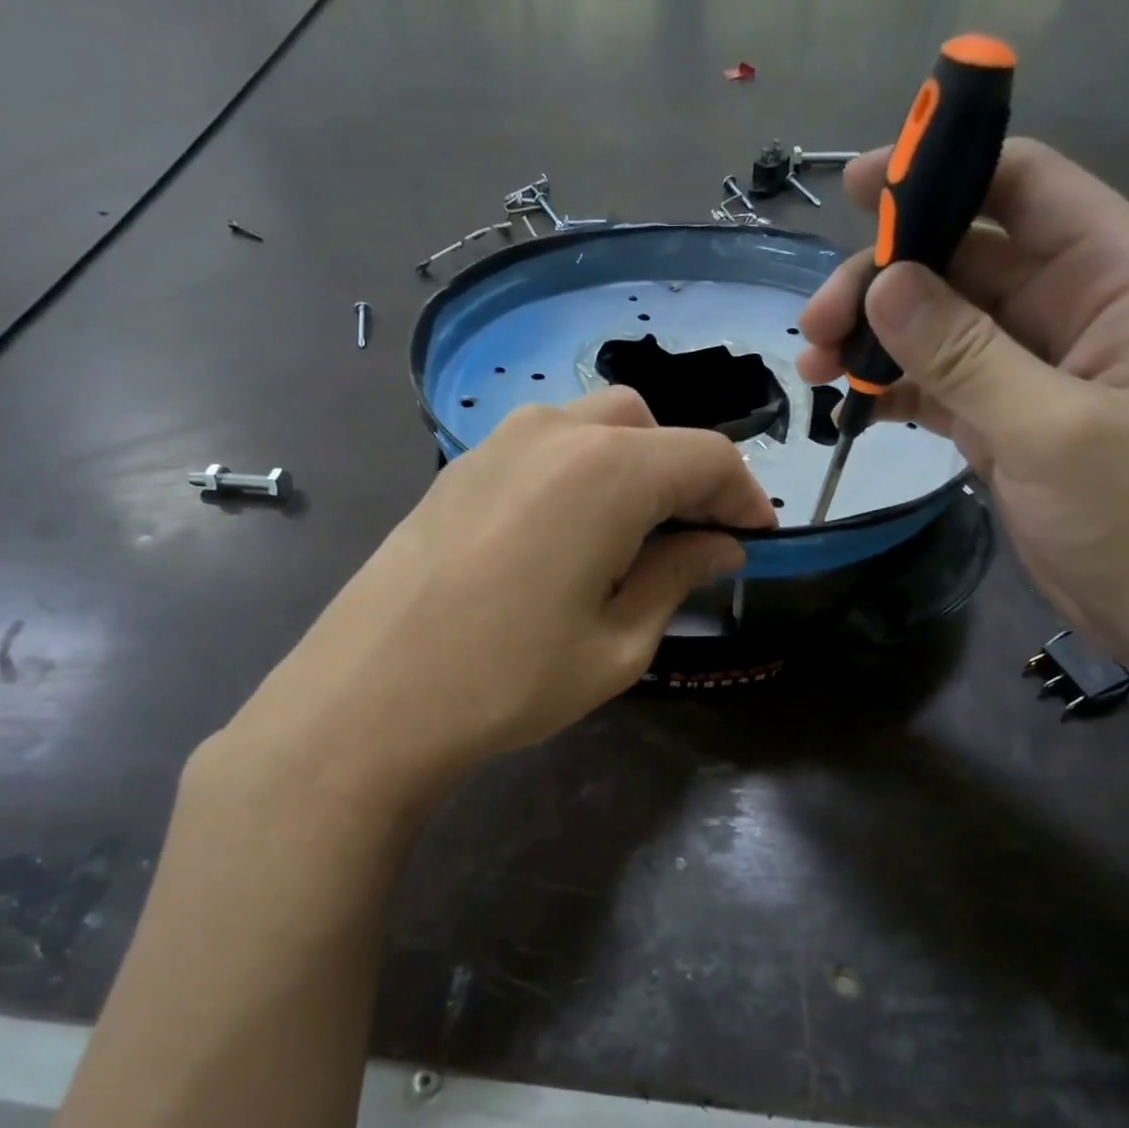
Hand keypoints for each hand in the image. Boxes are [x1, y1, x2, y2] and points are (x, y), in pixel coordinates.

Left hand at [199, 388, 775, 815]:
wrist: (370, 699)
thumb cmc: (509, 680)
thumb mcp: (618, 644)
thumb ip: (678, 576)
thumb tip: (721, 543)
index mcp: (609, 471)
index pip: (707, 457)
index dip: (745, 496)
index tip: (758, 539)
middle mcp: (555, 433)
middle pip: (650, 428)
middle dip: (687, 475)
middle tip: (695, 539)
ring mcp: (498, 442)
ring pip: (595, 428)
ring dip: (633, 468)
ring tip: (633, 538)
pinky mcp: (461, 466)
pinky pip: (545, 448)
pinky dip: (581, 473)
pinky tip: (570, 534)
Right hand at [798, 138, 1128, 679]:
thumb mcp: (1052, 430)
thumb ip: (966, 355)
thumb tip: (883, 284)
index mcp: (1112, 276)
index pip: (1022, 186)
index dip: (940, 171)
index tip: (856, 189)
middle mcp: (1069, 306)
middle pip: (960, 258)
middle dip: (882, 281)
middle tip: (815, 326)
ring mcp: (1030, 365)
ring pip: (937, 323)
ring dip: (874, 337)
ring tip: (814, 366)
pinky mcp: (1002, 416)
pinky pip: (935, 380)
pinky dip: (891, 385)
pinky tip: (848, 399)